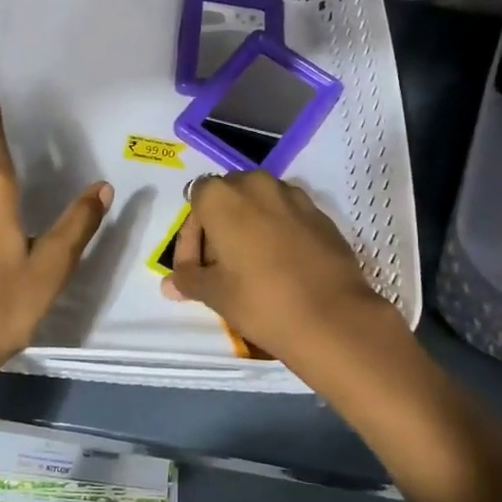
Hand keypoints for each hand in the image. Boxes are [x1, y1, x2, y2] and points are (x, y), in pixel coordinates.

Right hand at [161, 171, 400, 366]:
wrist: (332, 317)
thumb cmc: (260, 301)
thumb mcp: (214, 293)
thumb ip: (188, 279)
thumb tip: (169, 283)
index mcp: (223, 196)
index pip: (196, 200)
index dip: (191, 235)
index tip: (196, 268)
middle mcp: (257, 184)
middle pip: (229, 197)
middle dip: (220, 226)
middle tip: (220, 265)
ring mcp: (294, 196)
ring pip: (260, 204)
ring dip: (250, 226)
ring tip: (251, 265)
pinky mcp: (321, 214)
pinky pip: (288, 215)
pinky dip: (278, 232)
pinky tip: (281, 265)